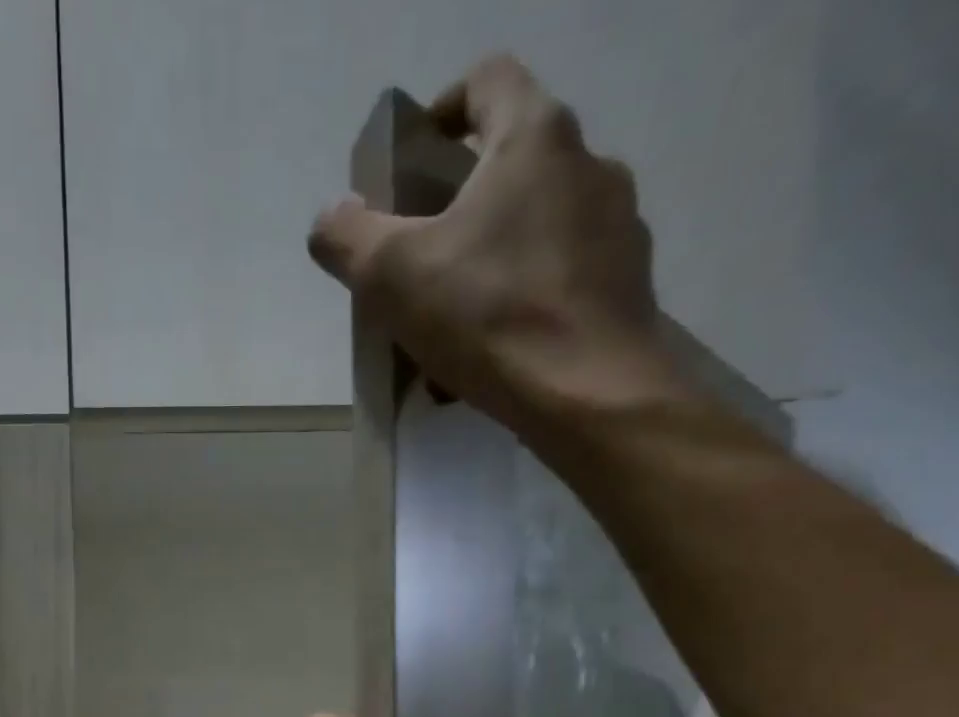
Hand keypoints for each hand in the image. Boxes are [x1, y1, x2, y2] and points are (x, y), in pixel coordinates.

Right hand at [308, 55, 677, 426]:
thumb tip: (331, 220)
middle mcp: (589, 163)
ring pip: (538, 226)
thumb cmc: (488, 317)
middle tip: (425, 256)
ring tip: (458, 321)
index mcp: (533, 137)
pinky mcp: (628, 284)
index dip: (443, 109)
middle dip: (462, 203)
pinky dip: (526, 301)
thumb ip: (347, 237)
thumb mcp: (390, 276)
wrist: (589, 394)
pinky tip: (498, 351)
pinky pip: (563, 278)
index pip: (487, 80)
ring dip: (495, 258)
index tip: (416, 159)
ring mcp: (618, 224)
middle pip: (513, 160)